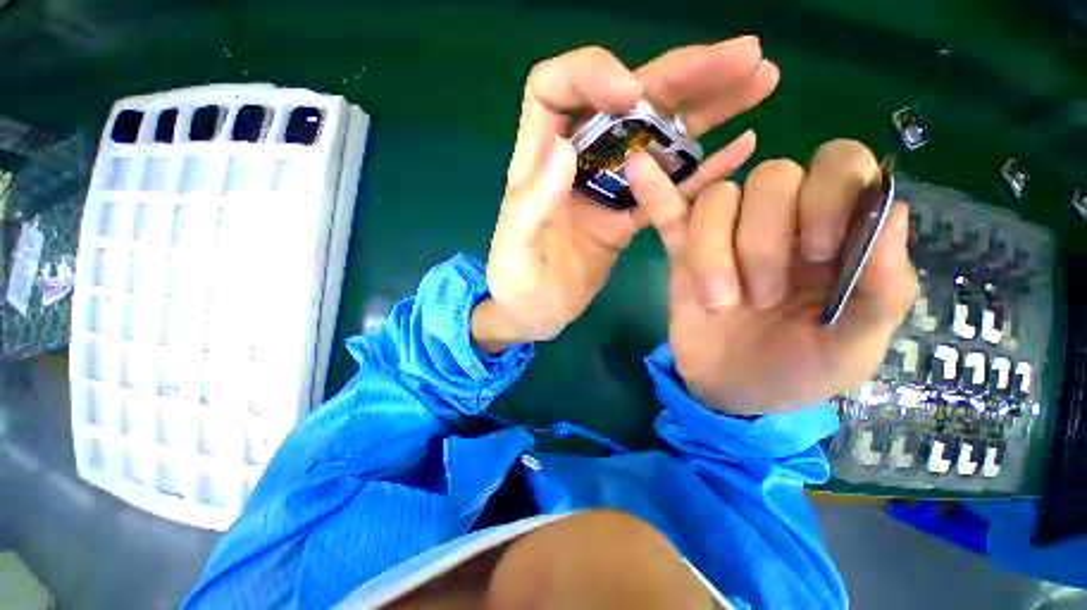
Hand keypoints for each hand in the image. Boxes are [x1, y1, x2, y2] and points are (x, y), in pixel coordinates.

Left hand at [476, 40, 780, 351]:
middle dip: (681, 75)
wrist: (534, 315)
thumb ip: (531, 201)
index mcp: (537, 164)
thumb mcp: (513, 248)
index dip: (592, 73)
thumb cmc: (516, 287)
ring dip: (707, 108)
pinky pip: (668, 188)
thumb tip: (565, 147)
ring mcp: (606, 190)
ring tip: (759, 80)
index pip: (555, 89)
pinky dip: (704, 168)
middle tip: (743, 56)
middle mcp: (576, 165)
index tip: (632, 92)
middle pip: (626, 103)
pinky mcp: (626, 218)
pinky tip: (743, 146)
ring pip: (657, 138)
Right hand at [630, 140, 918, 413]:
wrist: (735, 393)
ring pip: (717, 200)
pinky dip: (654, 192)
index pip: (838, 165)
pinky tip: (637, 165)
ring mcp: (725, 237)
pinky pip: (669, 214)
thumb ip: (884, 285)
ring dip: (713, 249)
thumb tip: (891, 208)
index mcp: (835, 235)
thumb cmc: (800, 372)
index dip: (828, 193)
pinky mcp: (683, 256)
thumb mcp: (857, 346)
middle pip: (769, 177)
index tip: (818, 252)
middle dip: (763, 238)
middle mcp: (781, 223)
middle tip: (762, 298)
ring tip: (719, 302)